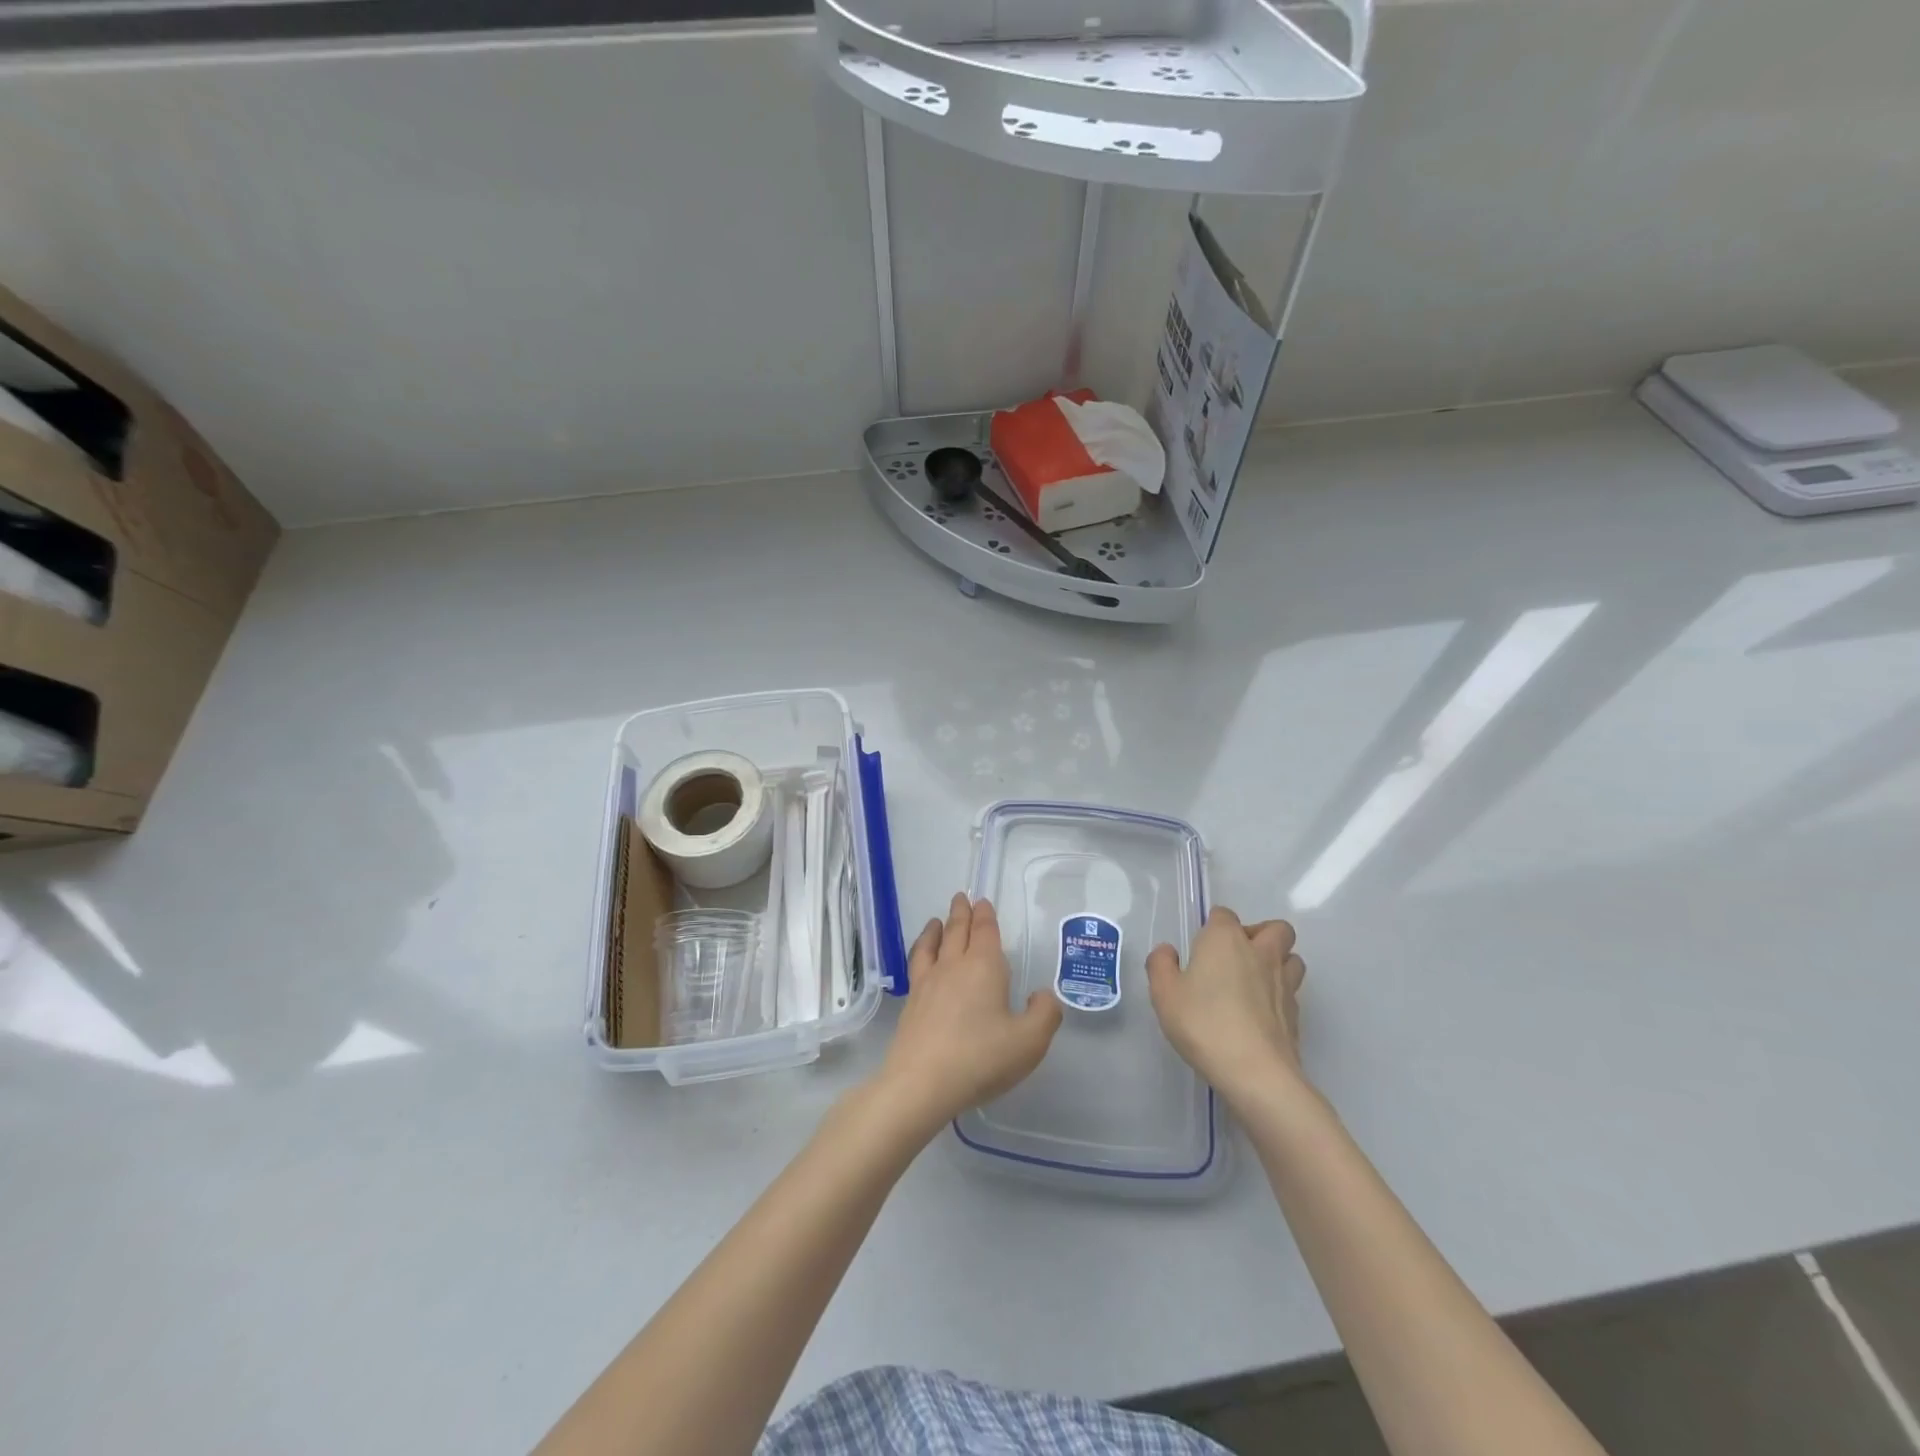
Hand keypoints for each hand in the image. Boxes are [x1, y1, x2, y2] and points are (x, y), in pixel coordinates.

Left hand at [875, 894, 1062, 1135]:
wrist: (922, 1083)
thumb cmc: (981, 1058)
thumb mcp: (1030, 1041)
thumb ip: (1044, 1014)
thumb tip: (1042, 995)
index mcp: (985, 967)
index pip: (985, 931)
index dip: (985, 915)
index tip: (982, 902)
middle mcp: (954, 966)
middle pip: (958, 931)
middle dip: (962, 913)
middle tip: (962, 897)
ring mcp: (928, 983)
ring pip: (933, 945)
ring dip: (937, 928)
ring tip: (937, 920)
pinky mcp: (912, 1003)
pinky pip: (917, 964)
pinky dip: (921, 951)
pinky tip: (922, 960)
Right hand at [1147, 908, 1306, 1102]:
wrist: (1255, 1072)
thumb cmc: (1203, 1023)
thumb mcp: (1164, 993)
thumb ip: (1160, 965)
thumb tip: (1169, 951)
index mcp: (1226, 939)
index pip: (1224, 915)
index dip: (1213, 926)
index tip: (1200, 948)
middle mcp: (1260, 952)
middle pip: (1276, 928)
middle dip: (1260, 934)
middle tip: (1237, 957)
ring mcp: (1284, 983)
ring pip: (1292, 958)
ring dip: (1278, 962)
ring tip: (1255, 982)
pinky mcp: (1296, 1014)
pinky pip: (1293, 991)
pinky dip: (1280, 994)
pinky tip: (1261, 1014)